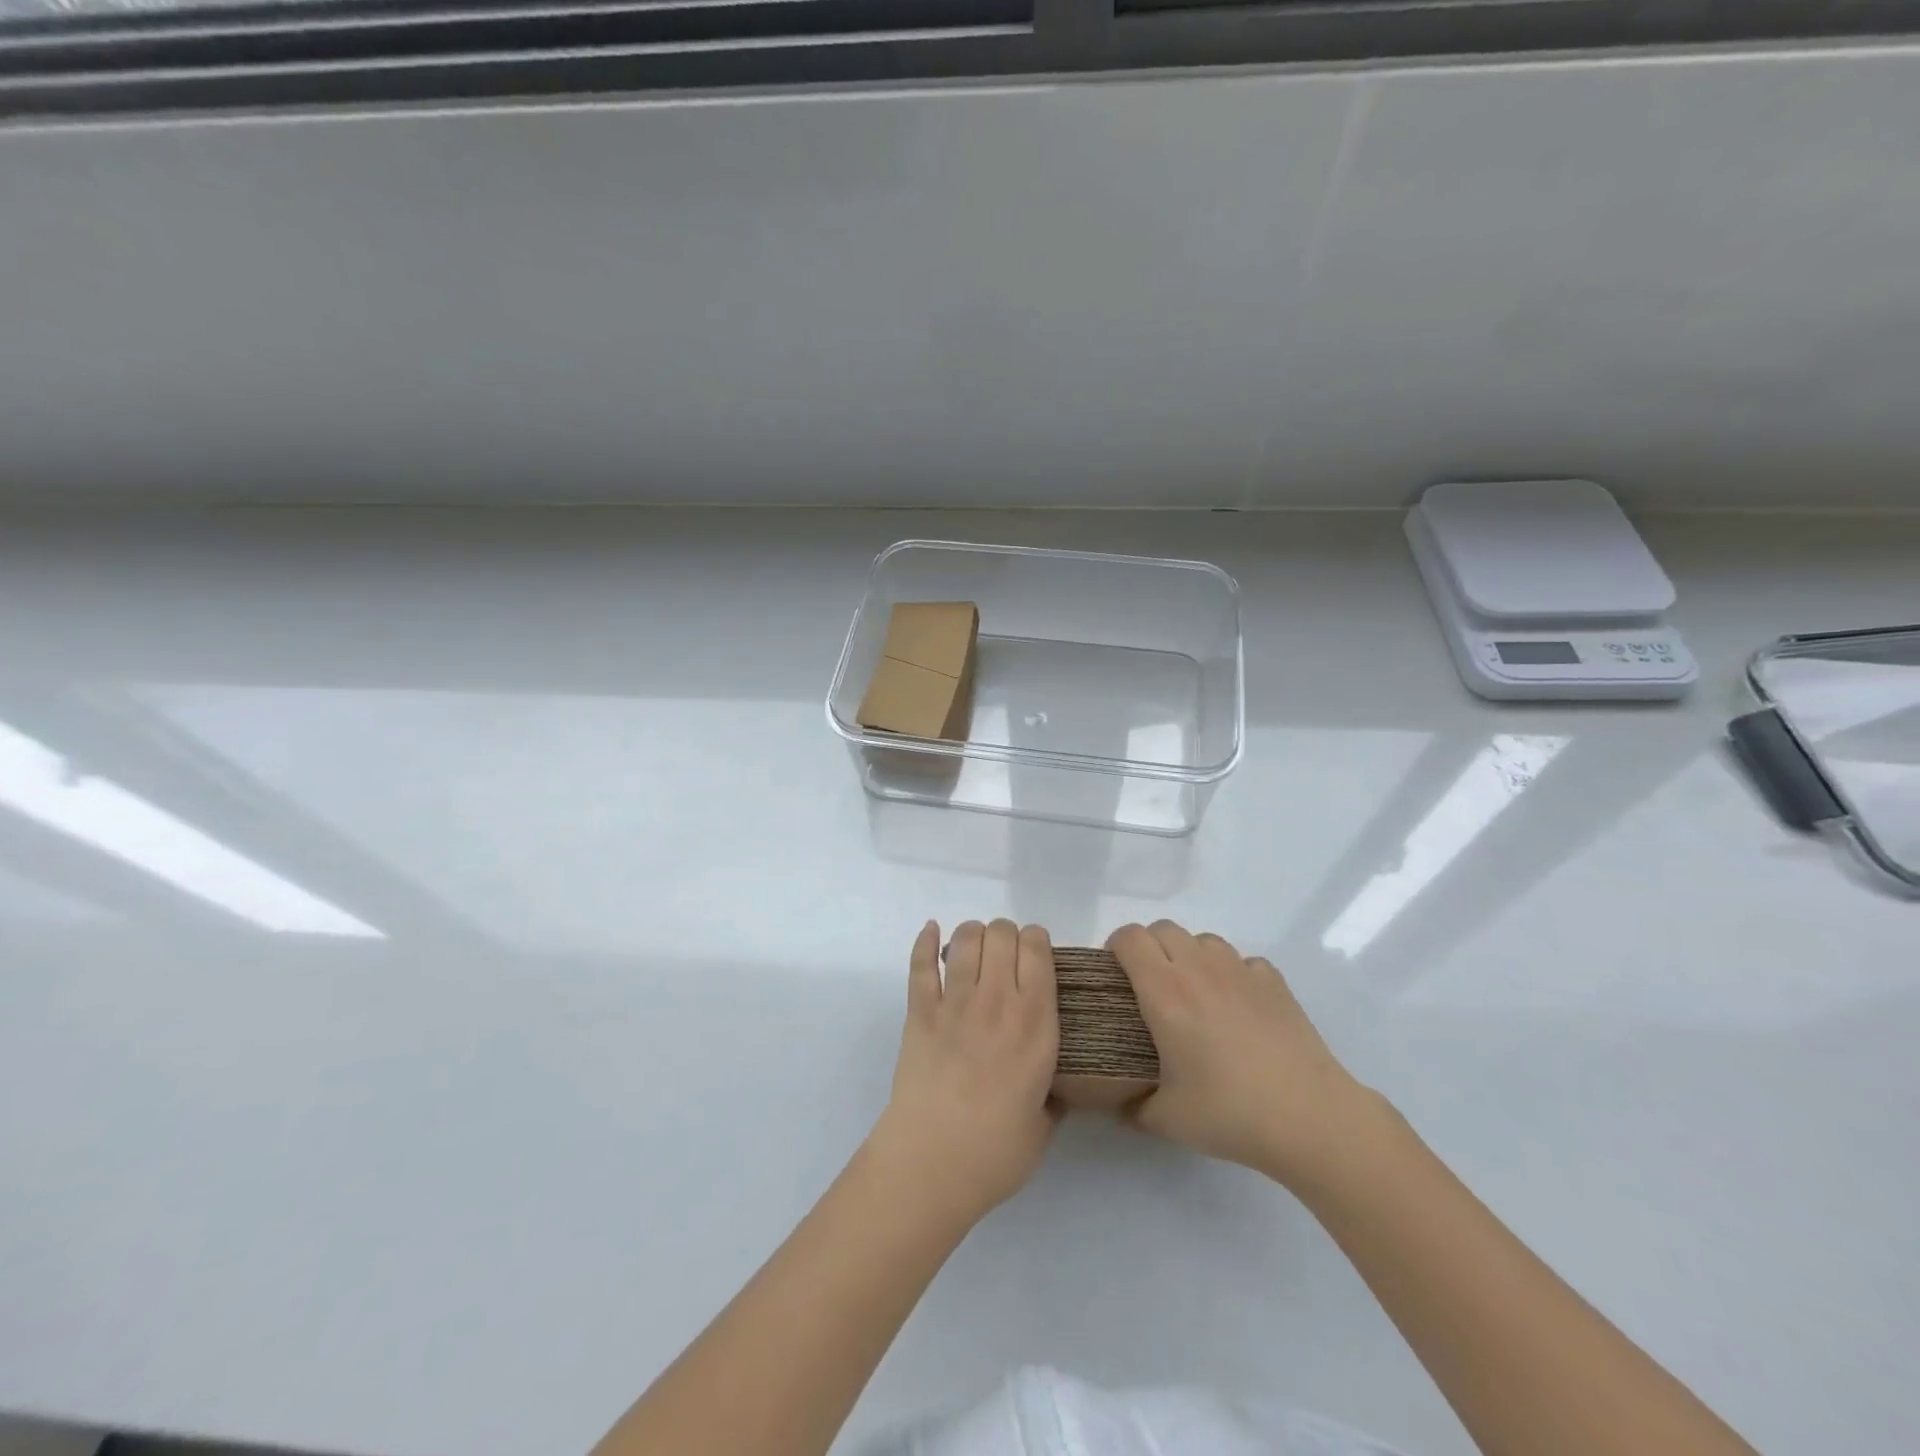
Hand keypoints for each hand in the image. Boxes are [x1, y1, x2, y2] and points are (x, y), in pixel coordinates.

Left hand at [874, 919, 1060, 1228]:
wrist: (931, 1164)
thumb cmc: (996, 1153)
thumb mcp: (1045, 1124)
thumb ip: (1054, 1093)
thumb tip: (1055, 1083)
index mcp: (1036, 1023)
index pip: (1038, 950)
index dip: (1037, 942)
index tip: (1036, 957)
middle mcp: (998, 1001)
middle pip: (1002, 933)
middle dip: (1007, 935)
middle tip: (1005, 957)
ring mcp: (955, 1002)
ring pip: (965, 939)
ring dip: (972, 934)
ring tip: (973, 950)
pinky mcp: (919, 1011)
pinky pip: (921, 964)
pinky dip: (925, 941)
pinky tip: (931, 931)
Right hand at [1109, 921, 1376, 1189]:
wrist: (1310, 1118)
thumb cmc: (1229, 1113)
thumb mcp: (1164, 1120)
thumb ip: (1130, 1104)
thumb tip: (1113, 1102)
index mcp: (1164, 991)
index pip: (1129, 938)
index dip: (1115, 948)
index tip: (1115, 975)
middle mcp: (1198, 969)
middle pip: (1163, 928)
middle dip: (1149, 948)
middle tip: (1150, 988)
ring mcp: (1240, 971)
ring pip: (1203, 940)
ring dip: (1190, 956)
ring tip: (1195, 995)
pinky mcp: (1274, 982)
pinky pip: (1242, 961)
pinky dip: (1232, 974)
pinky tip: (1238, 1008)